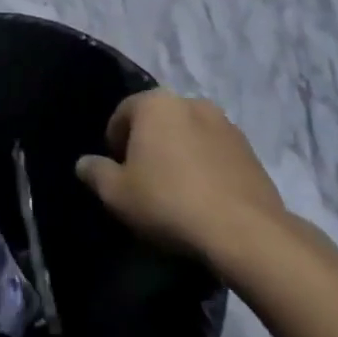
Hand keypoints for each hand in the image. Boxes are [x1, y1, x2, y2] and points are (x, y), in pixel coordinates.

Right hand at [76, 90, 286, 262]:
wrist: (246, 233)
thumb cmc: (169, 202)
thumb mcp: (116, 193)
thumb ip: (95, 172)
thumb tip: (85, 163)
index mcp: (155, 103)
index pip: (123, 114)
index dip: (114, 142)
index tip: (117, 171)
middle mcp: (191, 103)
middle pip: (158, 121)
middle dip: (149, 144)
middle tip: (144, 180)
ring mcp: (227, 126)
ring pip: (190, 136)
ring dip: (180, 154)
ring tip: (177, 191)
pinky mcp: (252, 153)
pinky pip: (216, 154)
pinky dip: (206, 168)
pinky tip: (204, 199)